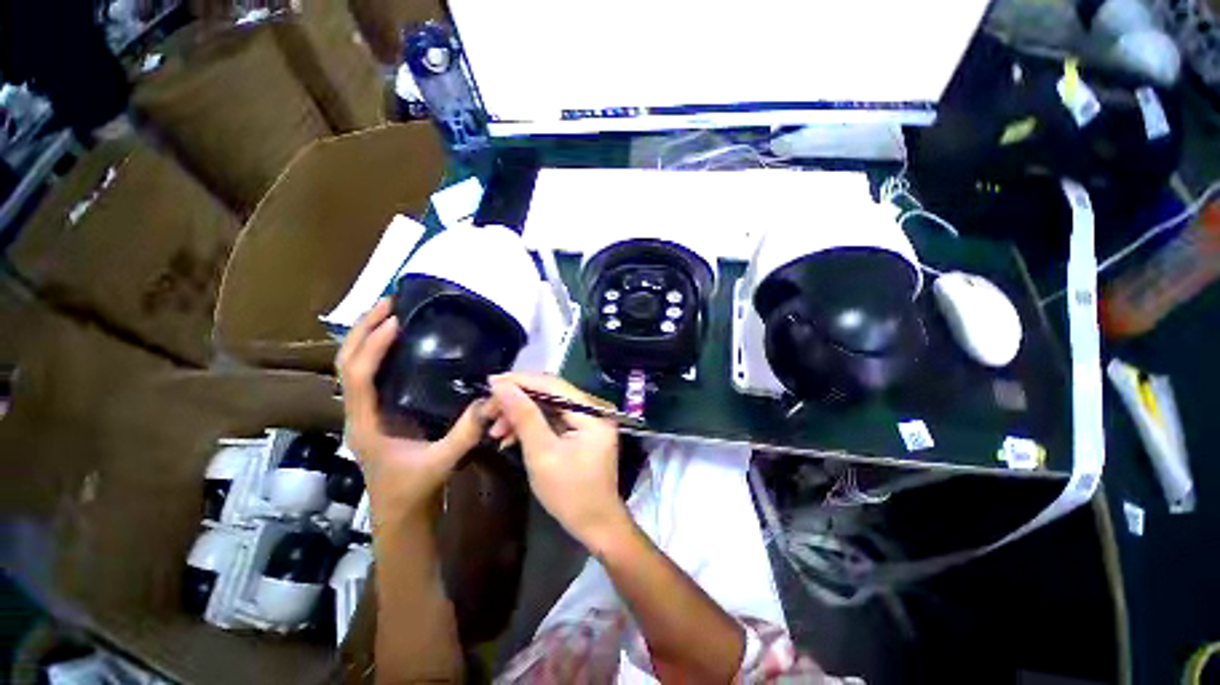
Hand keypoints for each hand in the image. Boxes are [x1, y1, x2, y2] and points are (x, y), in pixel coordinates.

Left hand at [337, 298, 484, 519]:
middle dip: (363, 330)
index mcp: (366, 424)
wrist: (400, 514)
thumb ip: (465, 433)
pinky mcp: (381, 412)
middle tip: (388, 302)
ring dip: (368, 336)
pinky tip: (400, 341)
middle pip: (347, 363)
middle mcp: (359, 412)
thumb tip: (490, 400)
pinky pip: (373, 374)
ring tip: (390, 312)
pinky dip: (379, 351)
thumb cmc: (413, 492)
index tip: (396, 321)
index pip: (358, 377)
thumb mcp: (441, 463)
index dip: (374, 346)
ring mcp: (368, 411)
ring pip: (354, 366)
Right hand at [485, 373, 628, 548]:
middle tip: (488, 410)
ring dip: (521, 414)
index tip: (490, 382)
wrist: (595, 523)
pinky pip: (553, 419)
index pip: (553, 385)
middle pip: (551, 393)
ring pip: (549, 406)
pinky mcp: (582, 429)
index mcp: (592, 412)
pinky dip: (531, 425)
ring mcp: (589, 419)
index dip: (521, 381)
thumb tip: (501, 386)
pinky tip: (510, 436)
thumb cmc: (570, 494)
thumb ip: (523, 417)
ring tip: (495, 429)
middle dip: (518, 400)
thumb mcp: (542, 454)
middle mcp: (594, 409)